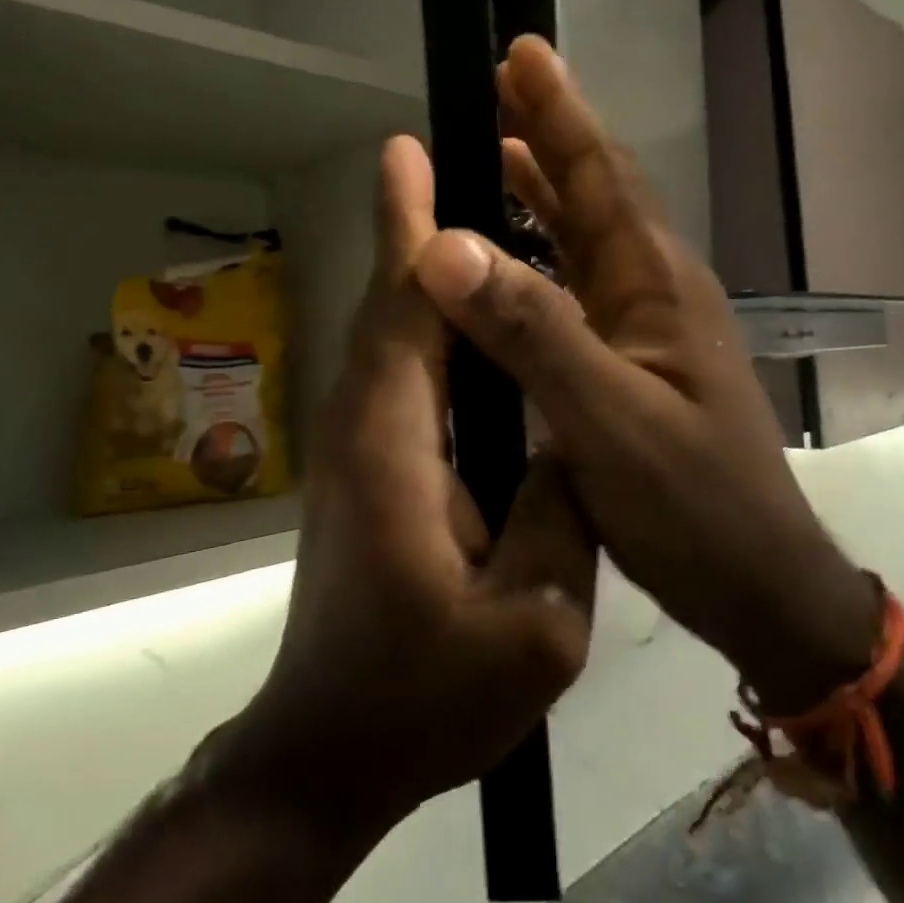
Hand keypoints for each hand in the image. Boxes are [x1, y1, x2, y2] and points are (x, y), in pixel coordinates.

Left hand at [217, 135, 597, 835]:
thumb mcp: (532, 627)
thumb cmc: (424, 698)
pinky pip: (398, 382)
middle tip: (448, 161)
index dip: (407, 228)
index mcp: (394, 444)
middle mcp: (361, 427)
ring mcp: (354, 451)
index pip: (400, 311)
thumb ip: (559, 518)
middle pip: (388, 310)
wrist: (331, 751)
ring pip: (390, 342)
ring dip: (419, 280)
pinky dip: (428, 337)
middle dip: (411, 231)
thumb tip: (572, 443)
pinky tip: (471, 335)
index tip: (408, 151)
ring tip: (469, 226)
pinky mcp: (363, 474)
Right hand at [412, 37, 877, 711]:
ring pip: (587, 241)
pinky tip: (514, 264)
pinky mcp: (634, 367)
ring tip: (499, 152)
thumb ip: (534, 332)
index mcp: (656, 287)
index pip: (602, 178)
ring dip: (546, 193)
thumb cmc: (692, 504)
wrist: (755, 582)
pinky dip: (544, 260)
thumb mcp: (609, 419)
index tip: (522, 51)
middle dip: (551, 136)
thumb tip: (445, 246)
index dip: (561, 113)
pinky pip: (579, 292)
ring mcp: (648, 332)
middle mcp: (655, 293)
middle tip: (504, 85)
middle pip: (597, 196)